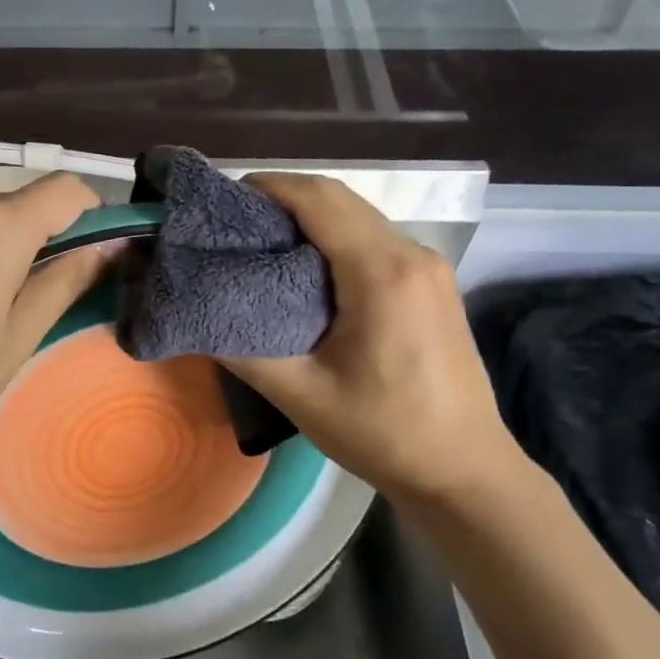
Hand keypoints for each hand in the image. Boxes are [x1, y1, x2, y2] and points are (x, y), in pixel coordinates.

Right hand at [221, 173, 528, 508]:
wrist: (465, 471)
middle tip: (232, 223)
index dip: (268, 188)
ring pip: (359, 216)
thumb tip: (195, 317)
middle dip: (283, 197)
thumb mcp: (301, 396)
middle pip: (340, 199)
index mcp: (382, 273)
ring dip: (309, 215)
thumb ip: (243, 350)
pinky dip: (334, 236)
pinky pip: (375, 239)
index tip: (222, 200)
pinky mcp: (432, 284)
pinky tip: (305, 266)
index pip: (318, 200)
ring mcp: (429, 267)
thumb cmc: (384, 433)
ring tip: (260, 241)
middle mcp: (412, 255)